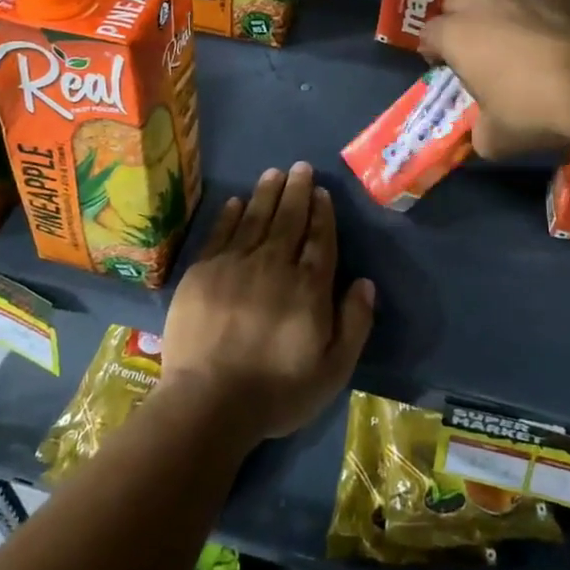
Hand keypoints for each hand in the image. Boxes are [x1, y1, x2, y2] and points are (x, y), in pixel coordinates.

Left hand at [160, 162, 375, 444]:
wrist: (208, 402)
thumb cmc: (276, 392)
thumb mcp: (332, 370)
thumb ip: (354, 324)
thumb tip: (365, 282)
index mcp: (309, 288)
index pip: (320, 240)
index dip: (322, 214)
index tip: (322, 193)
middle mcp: (274, 265)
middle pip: (289, 220)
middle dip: (297, 192)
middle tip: (301, 168)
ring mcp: (235, 264)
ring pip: (255, 218)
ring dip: (267, 193)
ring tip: (274, 173)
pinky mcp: (203, 271)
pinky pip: (221, 233)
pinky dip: (230, 214)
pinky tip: (237, 201)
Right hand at [418, 0, 569, 157]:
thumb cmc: (535, 110)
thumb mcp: (496, 138)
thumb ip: (480, 131)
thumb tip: (483, 132)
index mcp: (457, 35)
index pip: (428, 33)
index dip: (432, 49)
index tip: (442, 66)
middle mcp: (485, 3)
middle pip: (457, 0)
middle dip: (458, 18)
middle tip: (473, 45)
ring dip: (499, 8)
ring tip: (516, 33)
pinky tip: (545, 4)